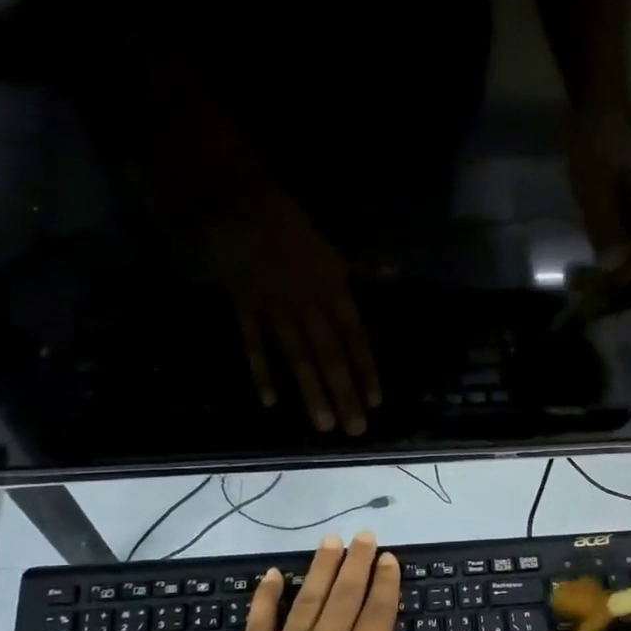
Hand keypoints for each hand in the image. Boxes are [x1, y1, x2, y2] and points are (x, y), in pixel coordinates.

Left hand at [184, 532, 450, 630]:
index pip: (377, 617)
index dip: (385, 585)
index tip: (390, 557)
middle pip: (345, 597)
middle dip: (358, 564)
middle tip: (366, 534)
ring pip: (309, 600)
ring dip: (322, 569)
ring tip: (332, 540)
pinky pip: (260, 622)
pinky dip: (267, 596)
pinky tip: (274, 574)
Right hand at [207, 192, 382, 435]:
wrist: (237, 201)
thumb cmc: (290, 224)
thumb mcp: (332, 245)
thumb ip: (361, 266)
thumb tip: (393, 271)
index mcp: (333, 288)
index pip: (355, 337)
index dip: (366, 369)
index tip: (376, 401)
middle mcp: (309, 304)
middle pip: (330, 355)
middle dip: (344, 393)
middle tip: (355, 429)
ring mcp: (275, 309)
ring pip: (297, 357)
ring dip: (311, 392)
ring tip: (323, 424)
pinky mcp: (244, 309)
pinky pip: (253, 345)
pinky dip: (261, 372)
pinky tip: (270, 401)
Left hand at [563, 106, 630, 320]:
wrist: (598, 127)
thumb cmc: (598, 152)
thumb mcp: (596, 191)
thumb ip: (607, 230)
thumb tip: (614, 272)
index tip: (606, 287)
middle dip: (625, 292)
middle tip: (592, 302)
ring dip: (618, 292)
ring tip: (587, 297)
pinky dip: (611, 282)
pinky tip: (586, 284)